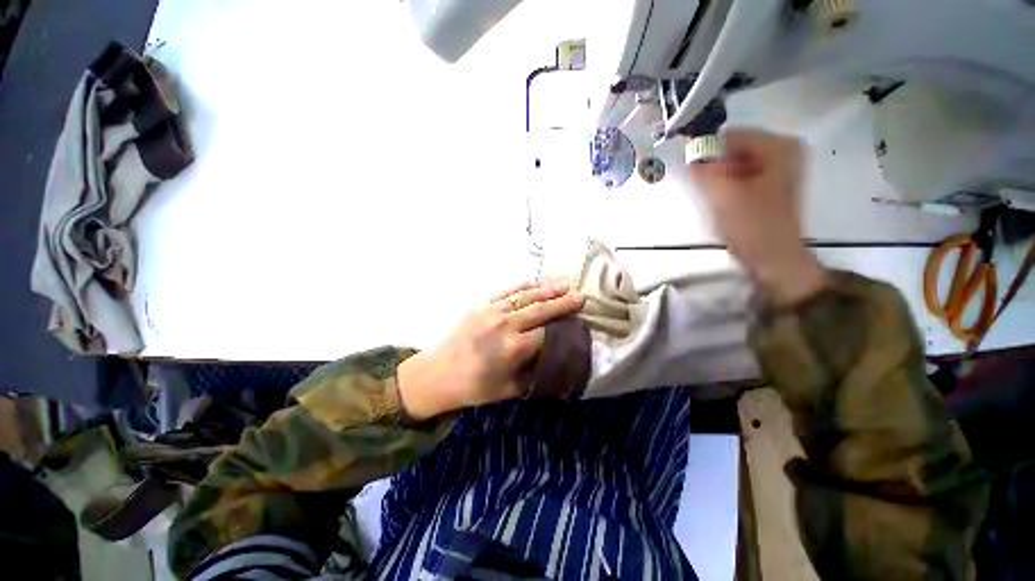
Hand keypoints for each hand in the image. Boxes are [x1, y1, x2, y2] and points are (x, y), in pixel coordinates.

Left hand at [397, 281, 584, 419]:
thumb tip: (556, 362)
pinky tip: (535, 283)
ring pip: (525, 296)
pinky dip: (523, 286)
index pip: (546, 333)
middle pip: (540, 309)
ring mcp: (491, 310)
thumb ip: (535, 375)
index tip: (579, 322)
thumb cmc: (473, 387)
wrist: (436, 374)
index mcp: (512, 348)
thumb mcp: (508, 390)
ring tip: (564, 285)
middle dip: (562, 303)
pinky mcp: (481, 304)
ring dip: (546, 289)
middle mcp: (504, 324)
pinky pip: (506, 290)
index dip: (564, 328)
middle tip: (581, 297)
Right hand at [690, 128, 824, 305]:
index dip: (707, 151)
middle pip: (734, 147)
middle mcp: (783, 150)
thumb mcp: (723, 194)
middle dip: (713, 164)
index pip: (730, 135)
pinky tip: (721, 200)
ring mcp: (779, 168)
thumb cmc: (752, 225)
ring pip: (736, 162)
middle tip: (701, 187)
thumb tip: (689, 150)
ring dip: (718, 175)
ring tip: (711, 196)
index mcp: (778, 146)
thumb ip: (703, 169)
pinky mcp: (771, 184)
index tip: (691, 172)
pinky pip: (741, 174)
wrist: (774, 258)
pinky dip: (727, 183)